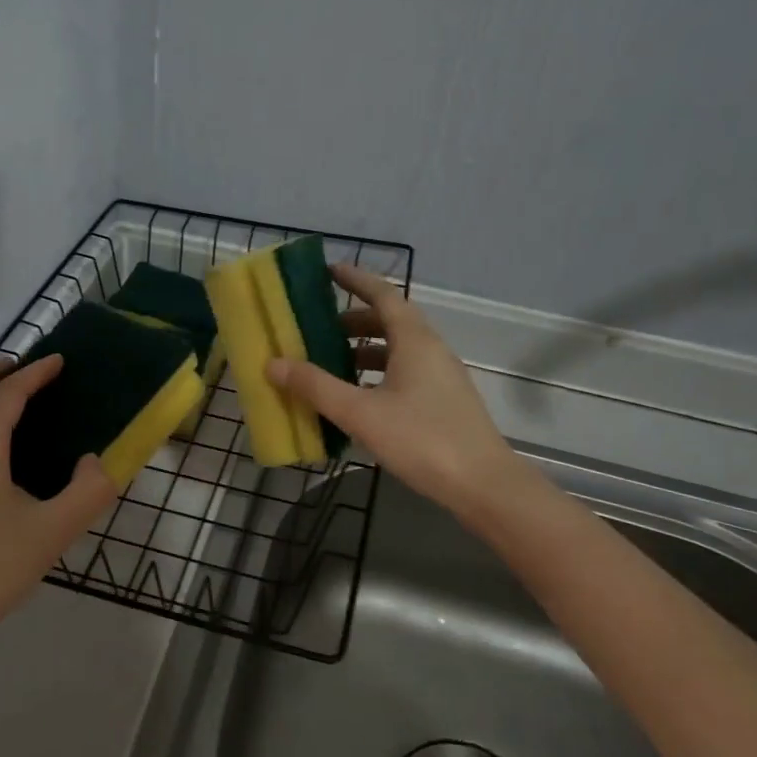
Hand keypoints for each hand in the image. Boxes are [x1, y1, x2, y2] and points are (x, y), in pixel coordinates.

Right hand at [268, 264, 533, 517]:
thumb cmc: (422, 440)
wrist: (483, 485)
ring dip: (363, 350)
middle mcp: (431, 350)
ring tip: (330, 364)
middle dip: (352, 321)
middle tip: (317, 328)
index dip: (356, 280)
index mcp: (414, 341)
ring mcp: (441, 377)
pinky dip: (377, 373)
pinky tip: (358, 398)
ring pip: (397, 349)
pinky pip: (404, 372)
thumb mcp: (360, 413)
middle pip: (389, 321)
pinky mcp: (443, 401)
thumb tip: (273, 363)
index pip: (383, 295)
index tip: (329, 271)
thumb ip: (316, 387)